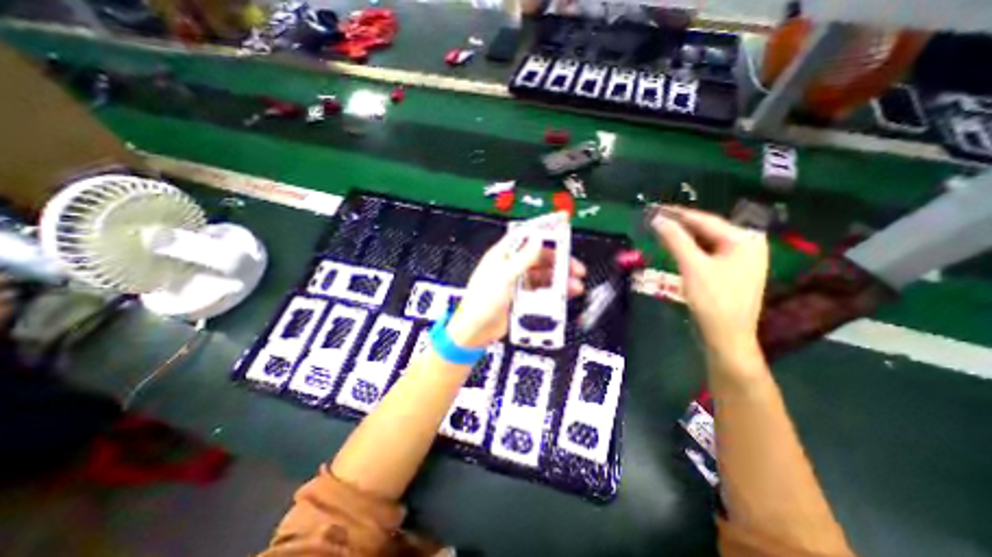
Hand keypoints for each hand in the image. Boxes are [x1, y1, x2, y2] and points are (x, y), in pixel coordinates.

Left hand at [447, 230, 581, 346]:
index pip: (525, 237)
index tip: (561, 227)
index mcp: (502, 255)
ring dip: (559, 279)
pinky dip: (553, 293)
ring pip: (543, 276)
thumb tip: (537, 239)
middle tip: (575, 267)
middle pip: (539, 258)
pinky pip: (541, 291)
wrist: (475, 330)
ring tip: (574, 285)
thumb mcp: (504, 276)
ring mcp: (517, 283)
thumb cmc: (482, 301)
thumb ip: (523, 258)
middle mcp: (511, 266)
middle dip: (558, 261)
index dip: (543, 231)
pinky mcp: (522, 298)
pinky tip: (563, 296)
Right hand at [654, 206, 765, 359]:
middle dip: (680, 225)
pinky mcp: (731, 272)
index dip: (677, 214)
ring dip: (683, 238)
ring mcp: (740, 259)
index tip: (655, 209)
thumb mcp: (693, 266)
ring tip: (660, 232)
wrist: (727, 336)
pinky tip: (675, 249)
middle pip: (707, 230)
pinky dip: (690, 250)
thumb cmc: (713, 300)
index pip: (705, 220)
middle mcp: (746, 245)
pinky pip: (707, 253)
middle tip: (655, 220)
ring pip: (706, 242)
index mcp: (744, 239)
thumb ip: (676, 239)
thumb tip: (658, 219)